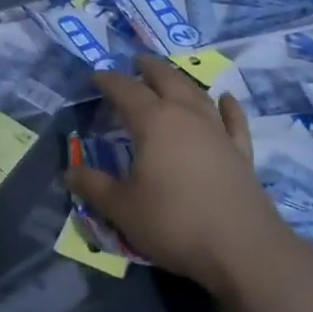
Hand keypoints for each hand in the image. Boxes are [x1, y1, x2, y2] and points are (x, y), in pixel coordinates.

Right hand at [66, 55, 285, 294]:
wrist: (243, 249)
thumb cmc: (174, 223)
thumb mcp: (122, 208)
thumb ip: (94, 187)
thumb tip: (70, 171)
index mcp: (153, 122)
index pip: (125, 90)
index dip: (108, 81)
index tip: (95, 78)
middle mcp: (186, 116)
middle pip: (165, 79)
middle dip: (148, 69)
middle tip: (136, 63)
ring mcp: (218, 131)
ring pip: (197, 93)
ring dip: (181, 80)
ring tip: (170, 76)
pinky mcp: (241, 152)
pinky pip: (233, 120)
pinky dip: (228, 106)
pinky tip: (226, 99)